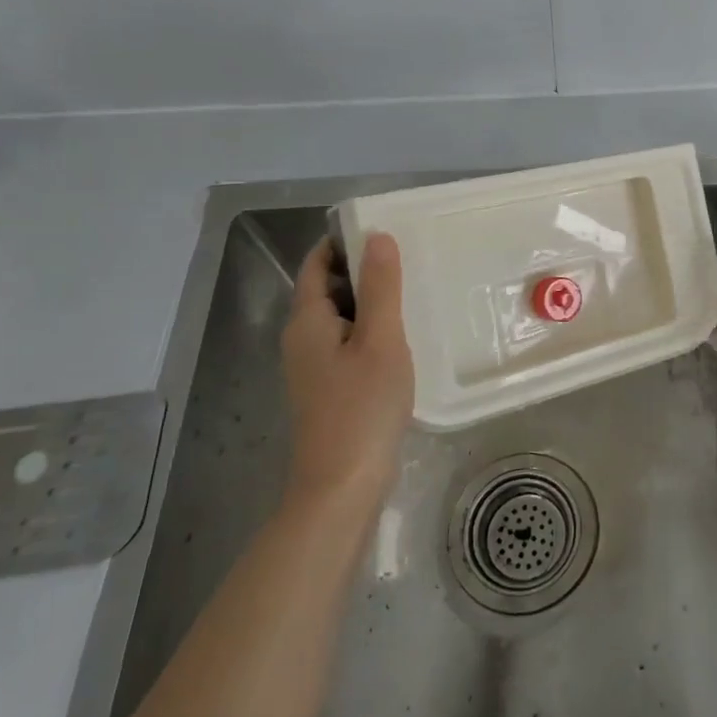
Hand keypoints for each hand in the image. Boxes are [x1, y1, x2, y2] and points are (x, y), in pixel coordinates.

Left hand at [279, 233, 414, 514]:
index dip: (343, 242)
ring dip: (371, 302)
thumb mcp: (380, 340)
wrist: (343, 487)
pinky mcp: (329, 390)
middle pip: (328, 289)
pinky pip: (348, 344)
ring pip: (341, 318)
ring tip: (413, 292)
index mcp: (307, 321)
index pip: (317, 264)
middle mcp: (302, 340)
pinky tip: (403, 339)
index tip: (383, 229)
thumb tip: (377, 236)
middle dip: (363, 270)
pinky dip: (371, 331)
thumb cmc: (362, 408)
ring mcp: (314, 368)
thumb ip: (381, 287)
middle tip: (409, 258)